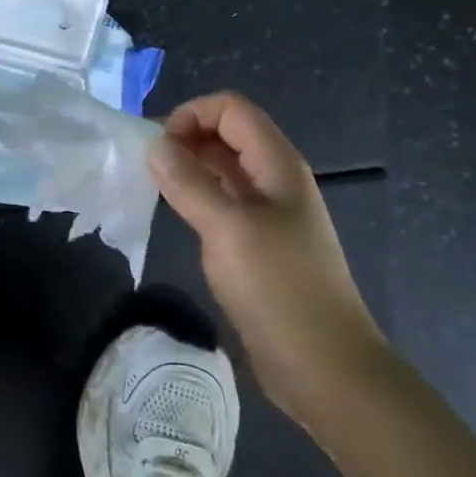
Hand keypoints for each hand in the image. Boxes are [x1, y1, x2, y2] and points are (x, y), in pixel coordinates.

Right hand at [148, 91, 386, 414]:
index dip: (192, 114)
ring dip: (190, 167)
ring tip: (155, 186)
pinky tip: (178, 214)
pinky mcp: (260, 243)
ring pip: (224, 168)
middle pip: (228, 133)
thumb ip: (188, 182)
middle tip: (149, 167)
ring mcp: (270, 212)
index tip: (157, 147)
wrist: (326, 368)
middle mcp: (275, 179)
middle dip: (186, 138)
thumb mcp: (228, 229)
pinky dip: (198, 196)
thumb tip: (154, 144)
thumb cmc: (279, 289)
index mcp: (277, 164)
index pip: (231, 108)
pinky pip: (224, 201)